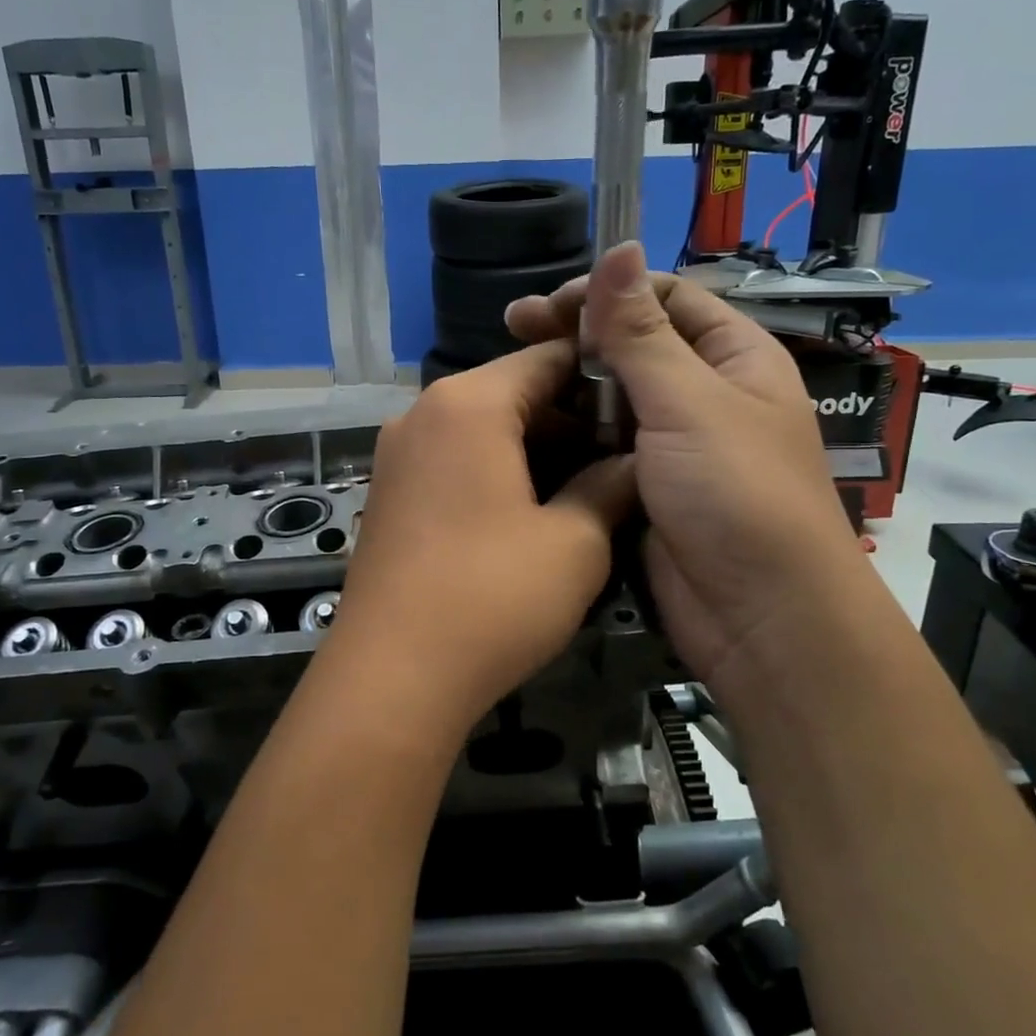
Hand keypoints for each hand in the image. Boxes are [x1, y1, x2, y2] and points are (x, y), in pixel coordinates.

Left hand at [319, 341, 634, 740]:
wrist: (391, 677)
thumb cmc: (492, 598)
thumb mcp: (574, 543)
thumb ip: (610, 487)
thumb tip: (635, 464)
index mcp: (468, 403)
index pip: (547, 357)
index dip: (602, 374)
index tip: (645, 403)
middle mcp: (423, 413)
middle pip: (512, 393)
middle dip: (571, 419)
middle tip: (625, 455)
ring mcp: (398, 454)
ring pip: (483, 430)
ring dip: (537, 450)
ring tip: (591, 487)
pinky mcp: (389, 494)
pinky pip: (455, 462)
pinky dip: (497, 472)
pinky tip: (536, 512)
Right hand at [505, 241, 862, 690]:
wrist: (759, 617)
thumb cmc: (736, 494)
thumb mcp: (687, 402)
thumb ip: (641, 331)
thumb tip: (618, 247)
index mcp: (733, 357)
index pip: (666, 298)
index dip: (607, 292)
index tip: (547, 306)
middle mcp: (704, 393)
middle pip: (633, 344)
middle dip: (577, 334)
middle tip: (511, 328)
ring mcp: (672, 444)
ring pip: (611, 397)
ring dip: (567, 384)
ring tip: (511, 378)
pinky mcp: (644, 487)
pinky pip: (601, 445)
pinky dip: (569, 432)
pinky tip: (528, 426)